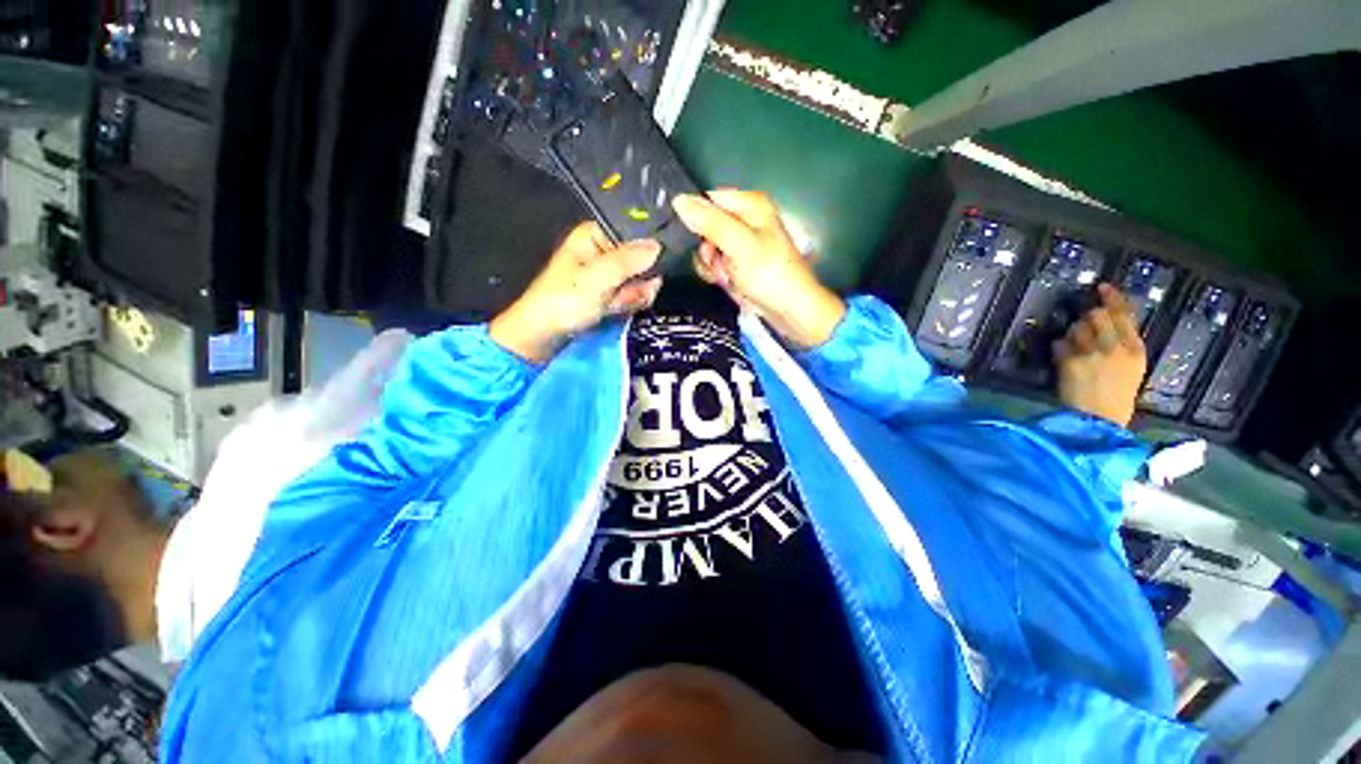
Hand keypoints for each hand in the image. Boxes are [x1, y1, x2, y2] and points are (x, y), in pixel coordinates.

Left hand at [490, 222, 661, 362]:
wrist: (545, 334)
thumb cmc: (565, 300)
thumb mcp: (599, 277)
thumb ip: (630, 260)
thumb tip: (658, 246)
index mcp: (595, 235)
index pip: (635, 235)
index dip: (645, 254)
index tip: (646, 271)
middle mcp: (603, 250)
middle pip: (640, 260)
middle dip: (637, 281)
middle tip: (623, 294)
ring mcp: (607, 274)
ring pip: (639, 280)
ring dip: (632, 296)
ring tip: (614, 305)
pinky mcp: (609, 293)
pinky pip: (631, 294)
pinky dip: (627, 304)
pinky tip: (616, 310)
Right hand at [672, 190, 844, 349]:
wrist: (788, 310)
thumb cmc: (768, 273)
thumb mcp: (738, 244)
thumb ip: (709, 222)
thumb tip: (678, 200)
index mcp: (750, 204)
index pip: (708, 199)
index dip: (696, 218)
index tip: (696, 239)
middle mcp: (745, 219)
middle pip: (705, 225)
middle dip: (706, 247)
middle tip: (717, 261)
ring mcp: (741, 243)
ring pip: (707, 247)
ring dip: (710, 264)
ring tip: (725, 276)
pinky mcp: (738, 263)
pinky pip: (715, 263)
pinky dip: (716, 274)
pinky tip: (726, 282)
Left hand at [1053, 284, 1147, 426]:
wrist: (1099, 420)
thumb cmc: (1116, 399)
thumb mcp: (1131, 368)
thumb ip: (1121, 346)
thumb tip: (1103, 327)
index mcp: (1136, 349)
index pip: (1125, 314)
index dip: (1112, 297)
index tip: (1102, 286)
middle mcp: (1115, 346)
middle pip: (1097, 315)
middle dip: (1087, 317)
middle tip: (1083, 325)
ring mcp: (1092, 352)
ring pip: (1076, 328)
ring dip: (1071, 334)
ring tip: (1074, 350)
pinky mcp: (1070, 361)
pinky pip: (1060, 344)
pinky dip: (1059, 348)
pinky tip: (1063, 359)